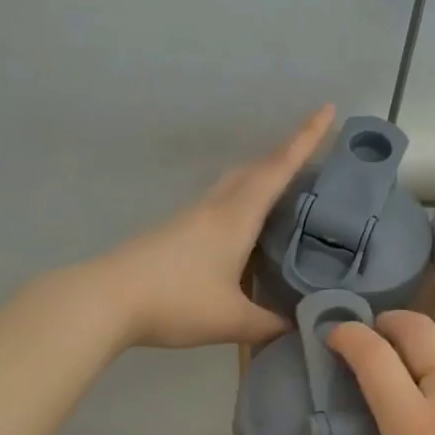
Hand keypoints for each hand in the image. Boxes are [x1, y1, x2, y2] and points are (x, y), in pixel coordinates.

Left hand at [95, 106, 335, 348]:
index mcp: (236, 217)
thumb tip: (300, 326)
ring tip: (287, 192)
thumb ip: (269, 324)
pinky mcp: (176, 231)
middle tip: (315, 156)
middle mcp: (216, 207)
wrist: (107, 300)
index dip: (306, 139)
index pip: (278, 168)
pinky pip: (221, 204)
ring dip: (262, 177)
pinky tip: (248, 230)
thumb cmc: (176, 302)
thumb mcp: (232, 320)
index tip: (327, 108)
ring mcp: (192, 217)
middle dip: (287, 155)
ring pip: (235, 183)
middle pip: (256, 168)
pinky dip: (244, 202)